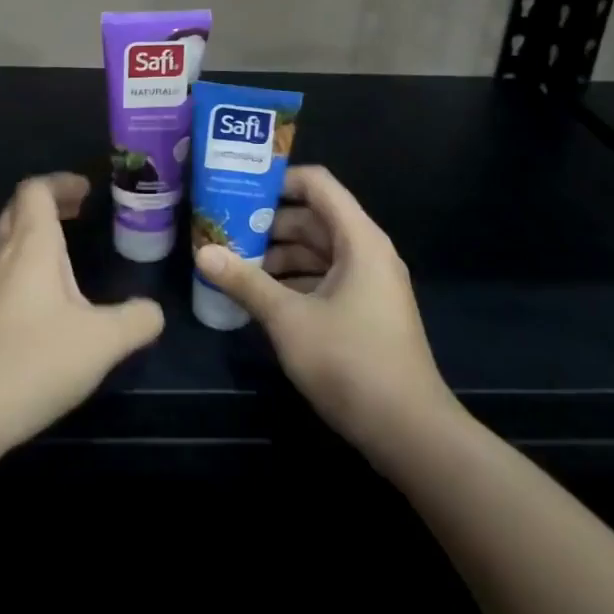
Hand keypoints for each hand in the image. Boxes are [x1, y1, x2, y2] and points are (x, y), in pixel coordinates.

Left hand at [0, 172, 164, 456]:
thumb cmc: (34, 361)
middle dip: (49, 202)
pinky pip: (5, 272)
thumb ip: (136, 321)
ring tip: (68, 251)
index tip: (87, 191)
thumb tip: (154, 311)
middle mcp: (4, 257)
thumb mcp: (102, 342)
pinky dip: (28, 265)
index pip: (36, 190)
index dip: (60, 182)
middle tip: (79, 210)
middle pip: (18, 209)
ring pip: (8, 241)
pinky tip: (49, 300)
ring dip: (37, 234)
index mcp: (31, 246)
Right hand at [193, 166, 456, 464]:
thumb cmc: (351, 362)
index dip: (278, 180)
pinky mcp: (366, 311)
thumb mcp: (289, 319)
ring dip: (279, 255)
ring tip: (234, 264)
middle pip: (314, 217)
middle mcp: (367, 252)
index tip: (237, 190)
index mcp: (358, 239)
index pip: (317, 184)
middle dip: (269, 223)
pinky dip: (295, 280)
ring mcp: (369, 283)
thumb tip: (202, 253)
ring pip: (318, 251)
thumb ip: (245, 282)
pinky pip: (325, 278)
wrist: (411, 433)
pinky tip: (261, 296)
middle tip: (224, 229)